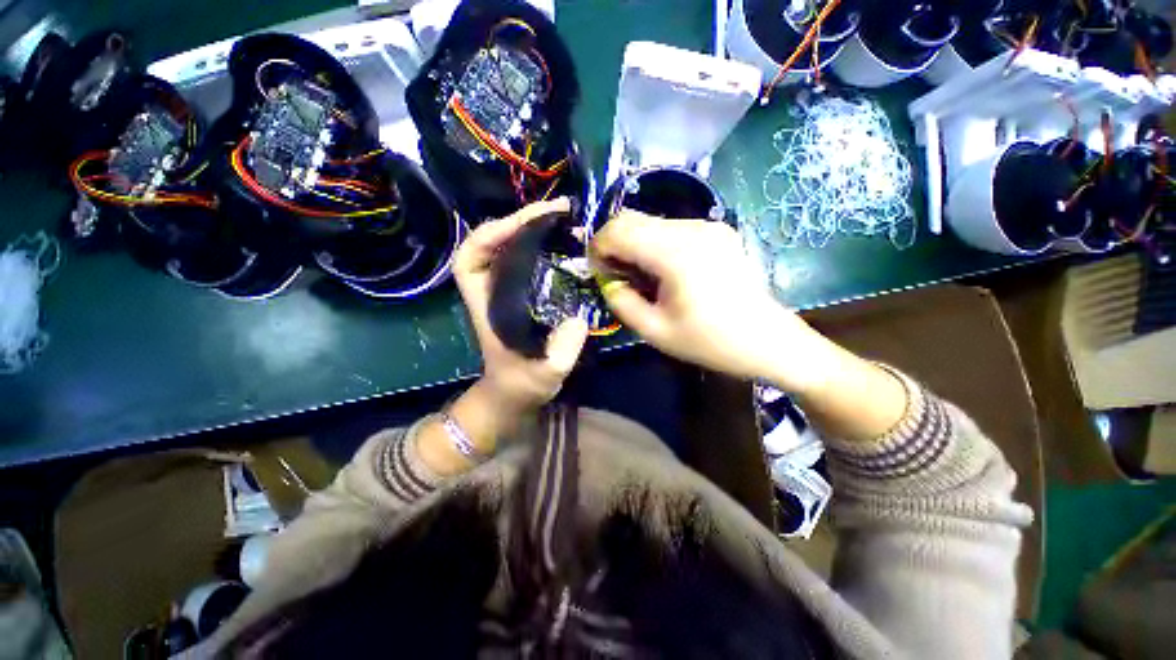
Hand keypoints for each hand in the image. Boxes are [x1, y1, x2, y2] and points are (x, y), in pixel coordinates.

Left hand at [454, 198, 588, 410]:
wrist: (516, 393)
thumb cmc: (523, 384)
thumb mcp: (544, 374)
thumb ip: (561, 351)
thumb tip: (579, 318)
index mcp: (487, 305)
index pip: (470, 258)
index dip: (492, 234)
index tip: (527, 223)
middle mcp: (492, 291)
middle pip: (492, 242)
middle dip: (521, 221)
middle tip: (559, 211)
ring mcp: (507, 290)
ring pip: (511, 247)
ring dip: (534, 229)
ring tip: (565, 220)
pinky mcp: (523, 293)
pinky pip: (529, 260)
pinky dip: (544, 246)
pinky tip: (565, 243)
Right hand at [589, 211, 825, 392]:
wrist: (767, 341)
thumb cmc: (710, 341)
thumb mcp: (655, 331)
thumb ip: (621, 302)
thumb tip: (608, 281)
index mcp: (675, 253)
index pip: (618, 229)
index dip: (597, 247)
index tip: (596, 273)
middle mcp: (692, 228)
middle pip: (632, 218)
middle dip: (612, 244)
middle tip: (614, 275)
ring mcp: (708, 226)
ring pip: (651, 222)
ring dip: (634, 244)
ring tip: (639, 277)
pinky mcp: (717, 232)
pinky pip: (671, 229)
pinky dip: (654, 245)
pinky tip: (662, 271)